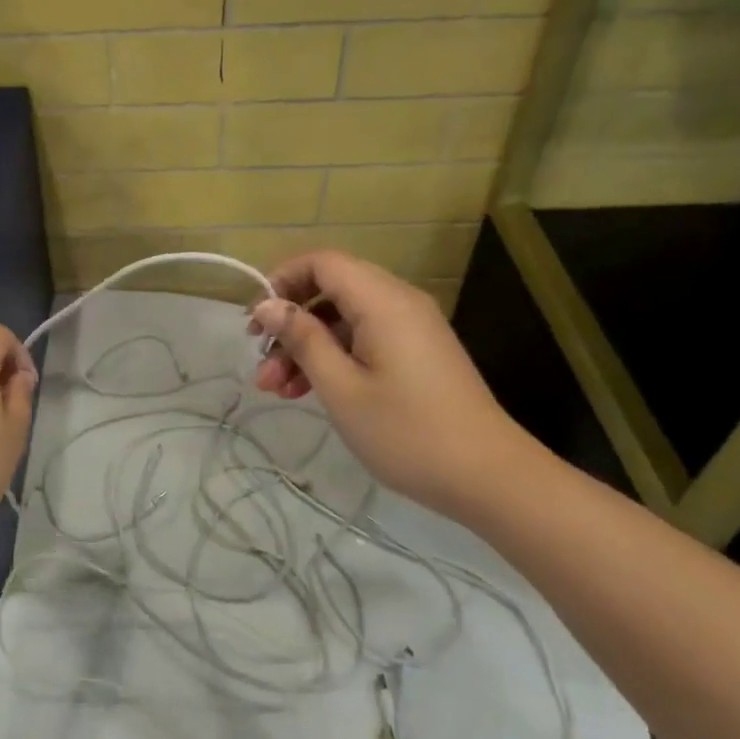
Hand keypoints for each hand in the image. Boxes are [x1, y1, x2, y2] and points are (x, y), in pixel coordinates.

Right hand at [249, 251, 533, 516]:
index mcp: (383, 301)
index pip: (322, 263)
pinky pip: (364, 339)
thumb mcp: (341, 387)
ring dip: (306, 347)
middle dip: (290, 322)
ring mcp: (410, 329)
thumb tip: (267, 306)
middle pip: (331, 290)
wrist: (486, 475)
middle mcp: (399, 303)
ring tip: (275, 389)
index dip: (281, 281)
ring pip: (343, 319)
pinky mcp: (415, 353)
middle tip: (260, 364)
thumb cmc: (406, 432)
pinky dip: (333, 358)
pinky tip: (306, 392)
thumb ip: (302, 340)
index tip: (254, 322)